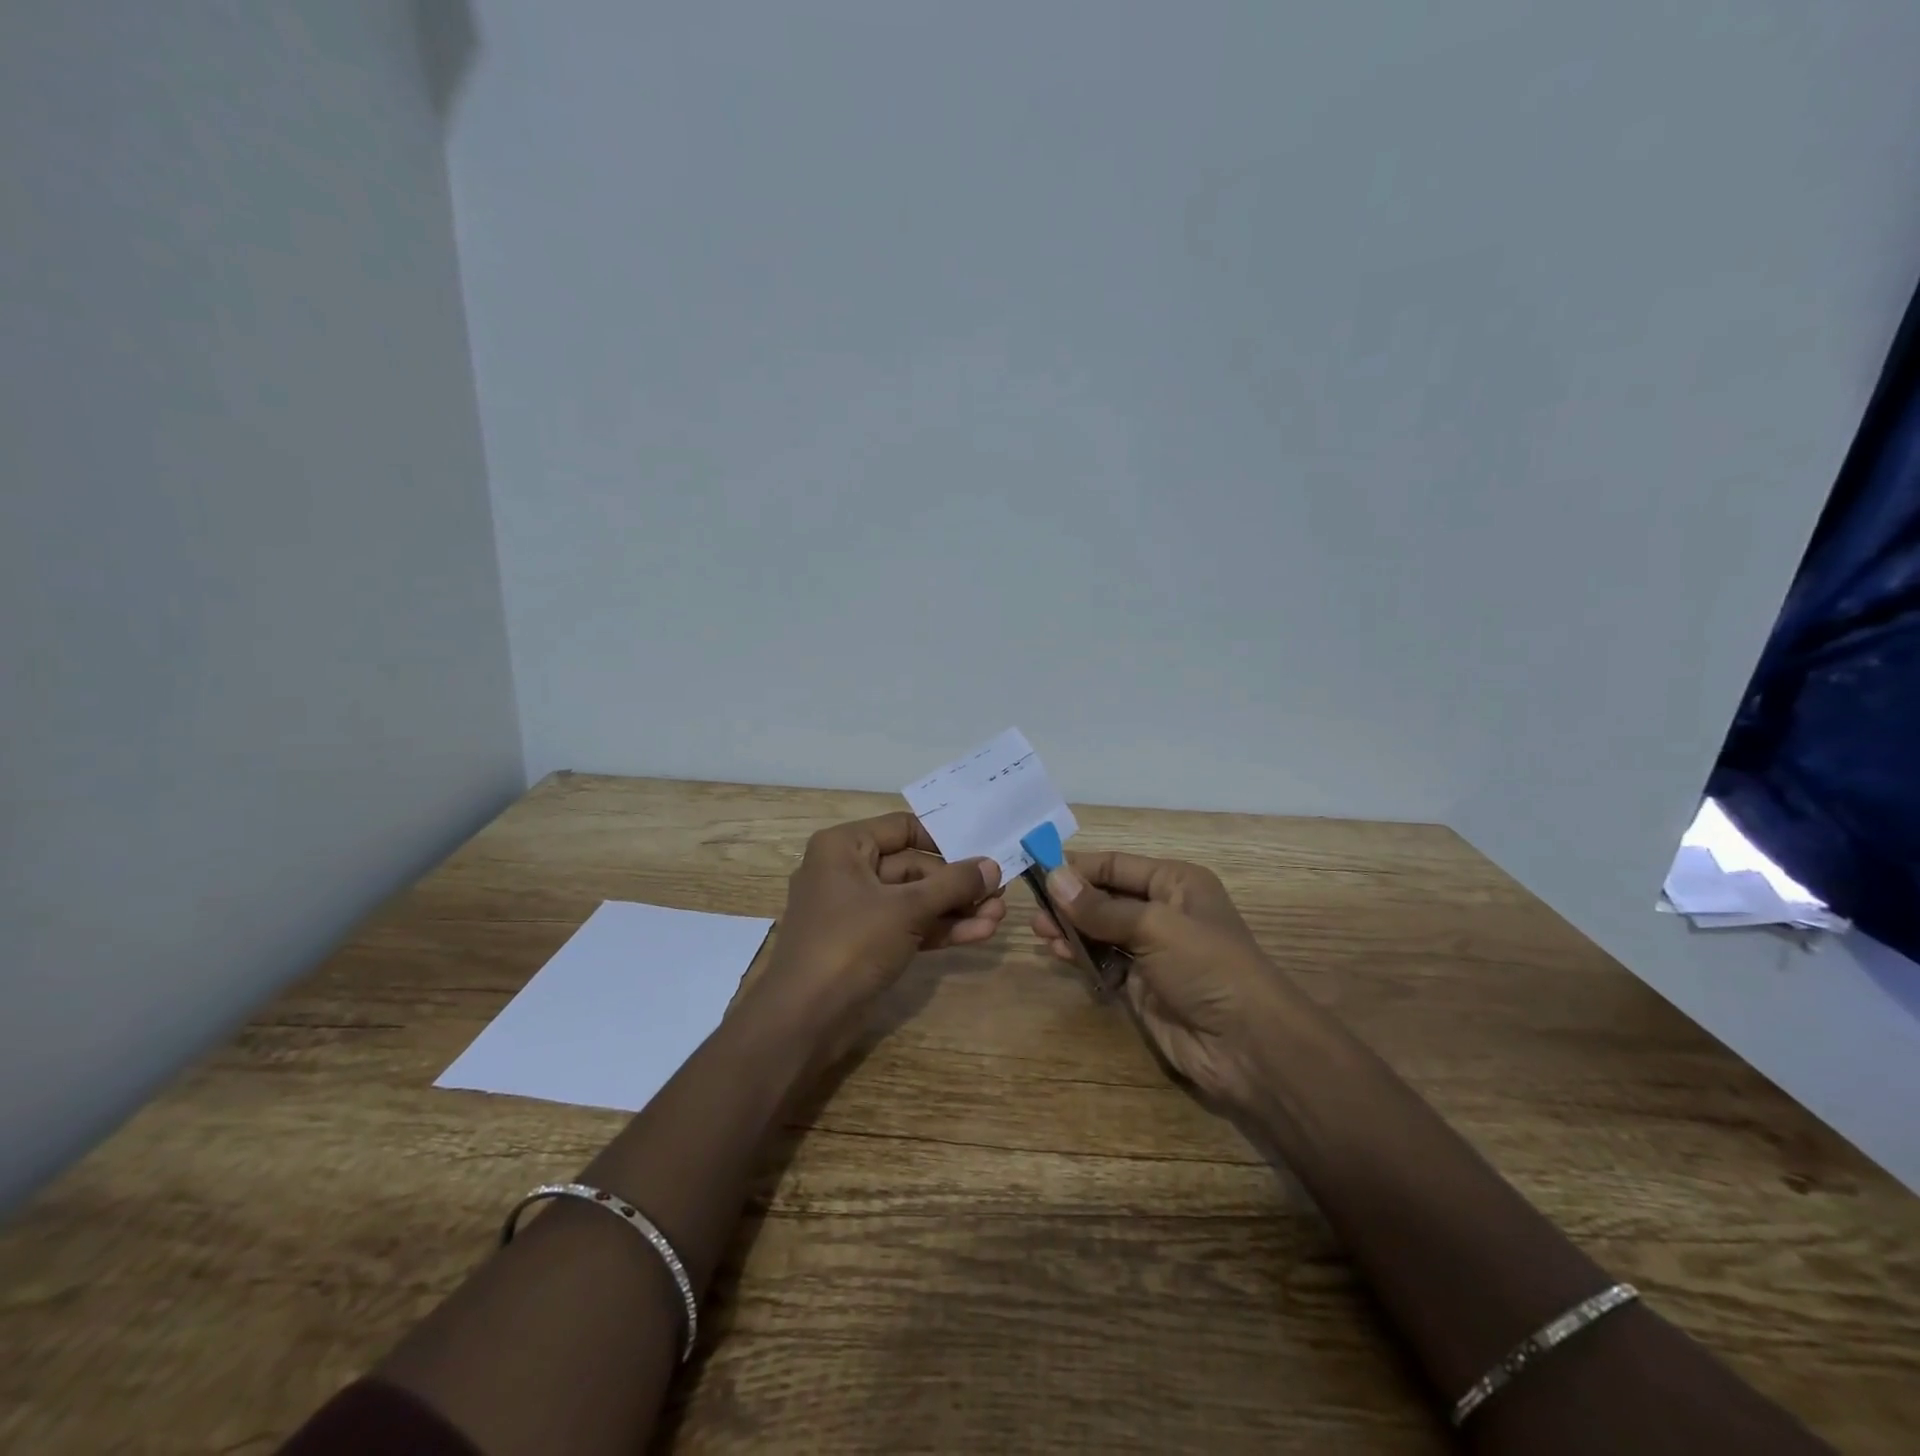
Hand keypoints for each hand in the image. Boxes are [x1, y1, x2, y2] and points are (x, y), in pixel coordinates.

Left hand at [747, 811, 1001, 1055]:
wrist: (805, 1019)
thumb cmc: (850, 944)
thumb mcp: (907, 908)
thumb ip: (953, 884)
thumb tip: (993, 866)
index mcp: (844, 847)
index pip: (903, 828)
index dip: (945, 839)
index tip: (983, 851)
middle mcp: (848, 871)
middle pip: (914, 867)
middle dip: (958, 884)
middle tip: (1000, 893)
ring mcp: (857, 910)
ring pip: (915, 900)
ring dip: (956, 909)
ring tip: (999, 917)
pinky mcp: (867, 943)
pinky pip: (909, 925)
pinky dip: (940, 929)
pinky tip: (979, 933)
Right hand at [1031, 850, 1309, 1110]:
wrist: (1247, 1044)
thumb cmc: (1206, 966)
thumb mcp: (1154, 926)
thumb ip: (1100, 907)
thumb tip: (1053, 877)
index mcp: (1176, 883)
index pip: (1117, 866)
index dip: (1079, 868)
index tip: (1038, 871)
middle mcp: (1163, 911)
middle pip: (1106, 897)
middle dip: (1071, 901)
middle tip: (1034, 909)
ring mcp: (1152, 950)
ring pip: (1101, 930)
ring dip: (1072, 929)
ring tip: (1040, 932)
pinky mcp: (1142, 985)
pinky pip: (1104, 961)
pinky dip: (1082, 956)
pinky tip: (1059, 954)